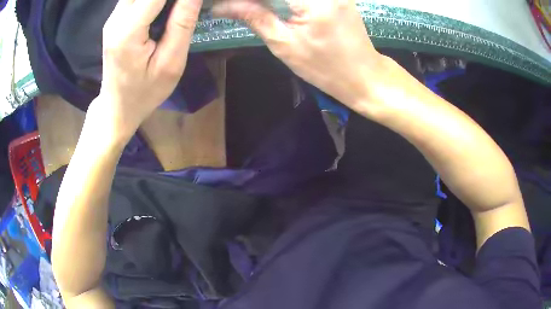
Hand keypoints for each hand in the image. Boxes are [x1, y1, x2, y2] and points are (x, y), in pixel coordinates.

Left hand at [93, 0, 202, 140]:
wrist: (116, 107)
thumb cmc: (144, 92)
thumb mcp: (170, 63)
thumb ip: (182, 24)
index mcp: (128, 32)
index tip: (192, 3)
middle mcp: (116, 19)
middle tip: (183, 7)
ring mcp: (113, 18)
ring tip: (176, 9)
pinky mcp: (114, 19)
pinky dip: (152, 0)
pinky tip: (163, 9)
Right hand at [213, 0, 387, 109]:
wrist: (363, 74)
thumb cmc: (325, 68)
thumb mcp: (284, 44)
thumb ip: (255, 17)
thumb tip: (223, 5)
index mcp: (312, 0)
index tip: (227, 4)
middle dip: (256, 0)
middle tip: (239, 7)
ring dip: (269, 0)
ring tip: (252, 8)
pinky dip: (282, 0)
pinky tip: (271, 6)